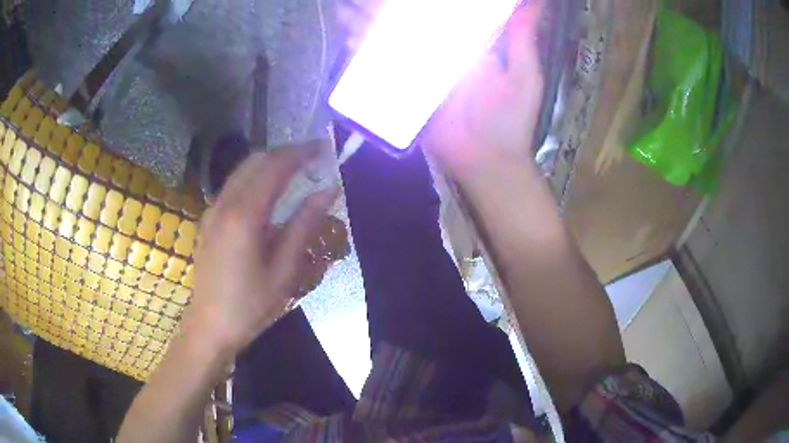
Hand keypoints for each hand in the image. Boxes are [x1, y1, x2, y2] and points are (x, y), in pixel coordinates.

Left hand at [181, 147, 338, 355]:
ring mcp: (212, 211)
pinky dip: (254, 178)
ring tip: (296, 171)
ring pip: (242, 171)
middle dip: (286, 153)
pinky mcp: (208, 220)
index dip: (301, 153)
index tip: (324, 149)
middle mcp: (224, 204)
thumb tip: (329, 191)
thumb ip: (305, 225)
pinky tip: (268, 193)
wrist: (210, 327)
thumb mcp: (284, 270)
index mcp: (244, 215)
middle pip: (256, 161)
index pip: (275, 167)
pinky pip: (233, 186)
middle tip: (313, 158)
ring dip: (270, 163)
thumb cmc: (250, 305)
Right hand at [337, 1, 543, 178]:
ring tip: (347, 10)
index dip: (421, 2)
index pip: (442, 13)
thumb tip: (537, 2)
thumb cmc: (511, 119)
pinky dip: (363, 56)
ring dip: (367, 25)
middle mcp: (439, 54)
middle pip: (409, 24)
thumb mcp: (524, 74)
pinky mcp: (406, 93)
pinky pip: (382, 71)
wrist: (488, 160)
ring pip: (390, 42)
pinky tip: (348, 38)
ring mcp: (419, 73)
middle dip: (387, 9)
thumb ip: (523, 37)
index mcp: (467, 44)